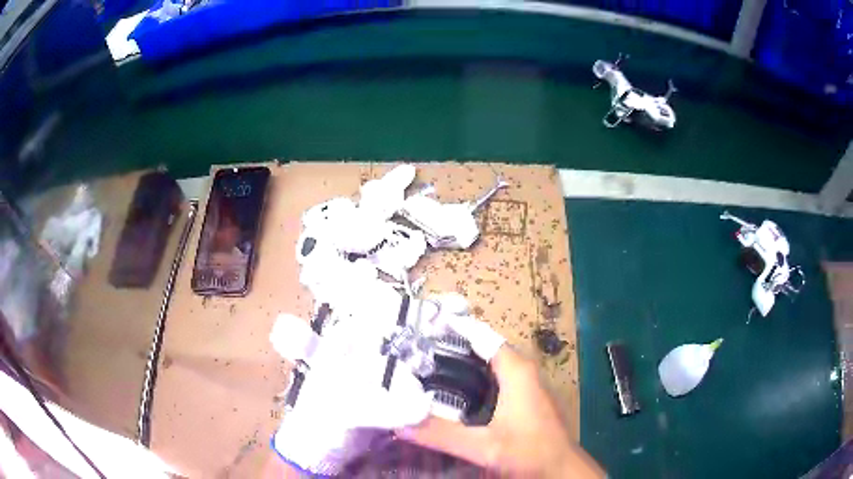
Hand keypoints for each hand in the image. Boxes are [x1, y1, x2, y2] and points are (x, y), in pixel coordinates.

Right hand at [396, 344, 603, 477]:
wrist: (560, 468)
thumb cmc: (529, 451)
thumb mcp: (483, 447)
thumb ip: (442, 435)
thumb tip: (401, 423)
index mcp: (516, 371)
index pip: (482, 336)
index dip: (455, 328)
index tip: (425, 326)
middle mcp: (523, 370)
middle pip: (484, 348)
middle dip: (454, 346)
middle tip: (418, 350)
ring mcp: (527, 384)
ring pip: (491, 364)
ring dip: (464, 362)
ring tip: (429, 366)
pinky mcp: (526, 398)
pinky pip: (496, 378)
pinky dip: (474, 378)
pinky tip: (455, 392)